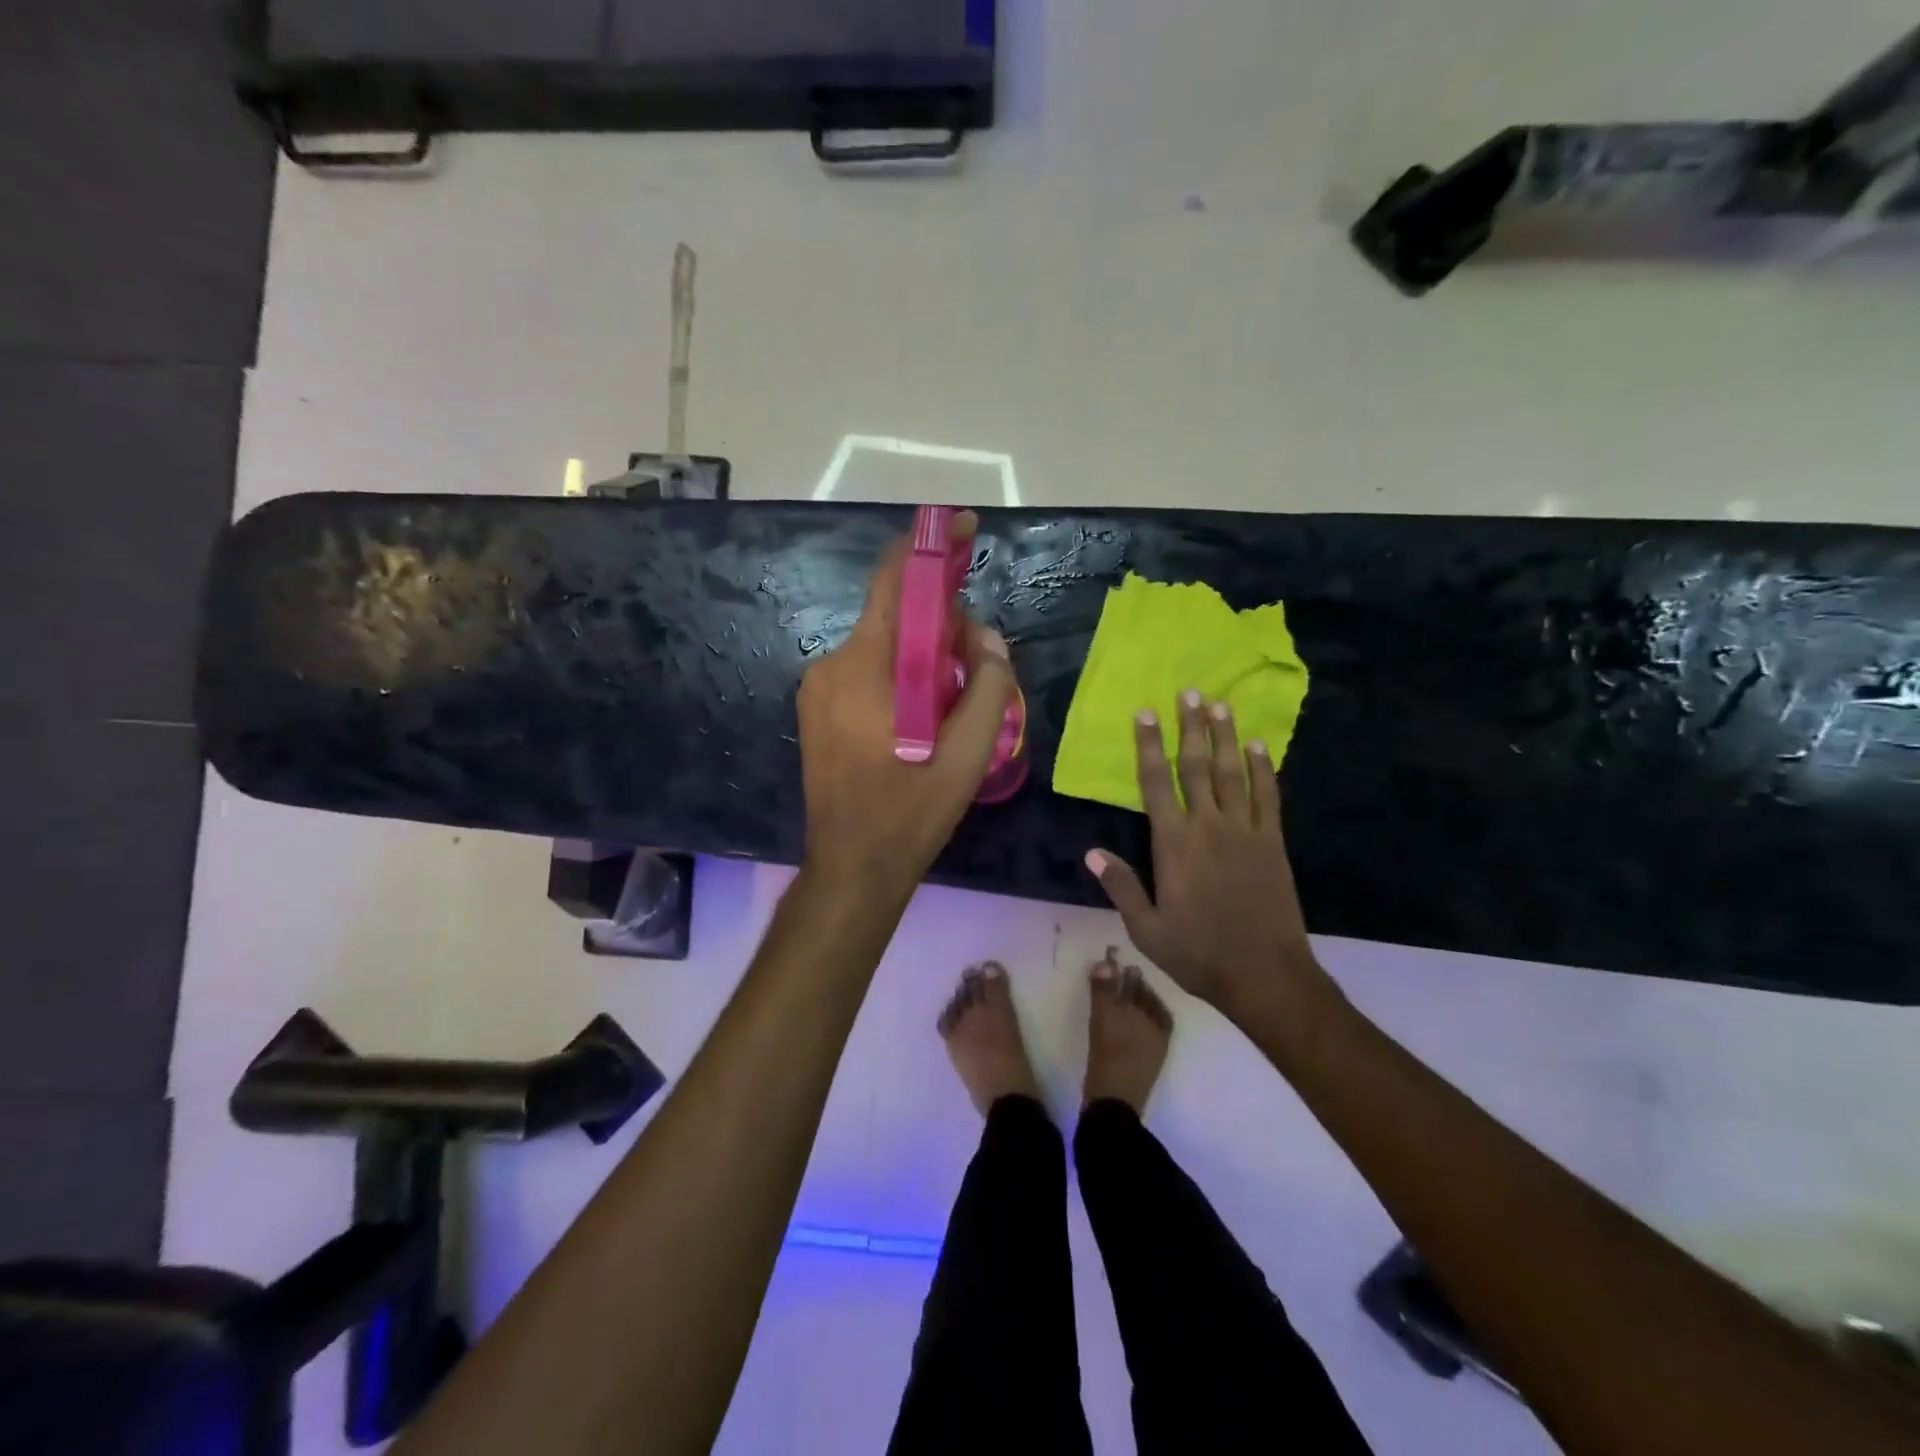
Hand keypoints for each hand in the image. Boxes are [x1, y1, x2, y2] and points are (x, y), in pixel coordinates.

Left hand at [797, 511, 1013, 895]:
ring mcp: (818, 688)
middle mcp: (833, 664)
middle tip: (978, 665)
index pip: (893, 582)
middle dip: (941, 626)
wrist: (852, 866)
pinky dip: (900, 677)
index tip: (961, 530)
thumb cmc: (911, 811)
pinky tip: (921, 719)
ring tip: (953, 705)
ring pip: (883, 647)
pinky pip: (866, 672)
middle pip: (895, 617)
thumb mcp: (970, 754)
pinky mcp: (817, 709)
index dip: (929, 549)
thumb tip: (989, 640)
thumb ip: (990, 687)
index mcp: (866, 667)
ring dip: (923, 658)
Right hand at [1086, 692, 1331, 1025]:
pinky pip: (1267, 796)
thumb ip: (1120, 886)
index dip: (1148, 746)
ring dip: (1225, 736)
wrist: (1265, 975)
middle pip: (1197, 766)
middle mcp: (1209, 826)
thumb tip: (1090, 853)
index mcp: (1174, 844)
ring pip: (1233, 773)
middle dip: (1190, 727)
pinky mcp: (1272, 842)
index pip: (1156, 783)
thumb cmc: (1199, 953)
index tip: (1144, 714)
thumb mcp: (1147, 928)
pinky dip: (1263, 768)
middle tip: (1188, 692)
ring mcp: (1245, 831)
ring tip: (1220, 704)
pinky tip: (1259, 746)